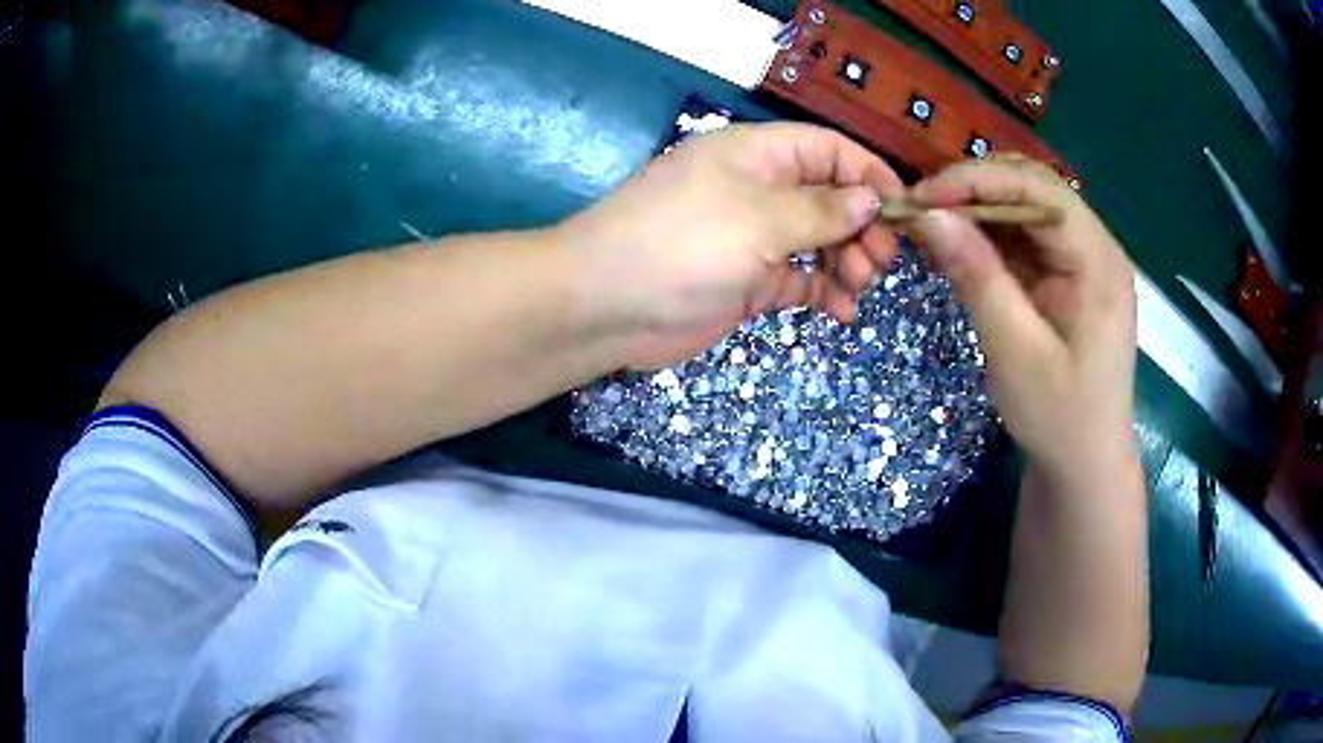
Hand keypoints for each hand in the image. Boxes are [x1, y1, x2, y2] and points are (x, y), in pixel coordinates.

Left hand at [556, 123, 903, 368]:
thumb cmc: (682, 243)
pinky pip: (801, 280)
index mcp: (759, 155)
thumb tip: (870, 200)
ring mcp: (755, 238)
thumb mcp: (758, 218)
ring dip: (847, 263)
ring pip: (820, 242)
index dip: (869, 174)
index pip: (829, 150)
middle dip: (862, 226)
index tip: (904, 210)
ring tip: (858, 288)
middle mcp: (761, 190)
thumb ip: (820, 210)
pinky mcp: (749, 281)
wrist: (606, 305)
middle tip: (878, 261)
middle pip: (830, 198)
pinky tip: (842, 312)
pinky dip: (824, 292)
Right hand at [908, 157, 1137, 476]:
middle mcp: (1097, 248)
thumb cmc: (1059, 418)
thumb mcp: (1015, 352)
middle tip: (922, 208)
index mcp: (1099, 263)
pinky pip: (1026, 239)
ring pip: (1027, 209)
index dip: (980, 180)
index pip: (1039, 191)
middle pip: (1034, 189)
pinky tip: (960, 247)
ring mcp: (1084, 261)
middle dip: (976, 188)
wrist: (1085, 464)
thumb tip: (930, 214)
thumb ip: (977, 277)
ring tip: (933, 225)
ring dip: (979, 210)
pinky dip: (989, 237)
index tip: (923, 197)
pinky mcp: (1068, 277)